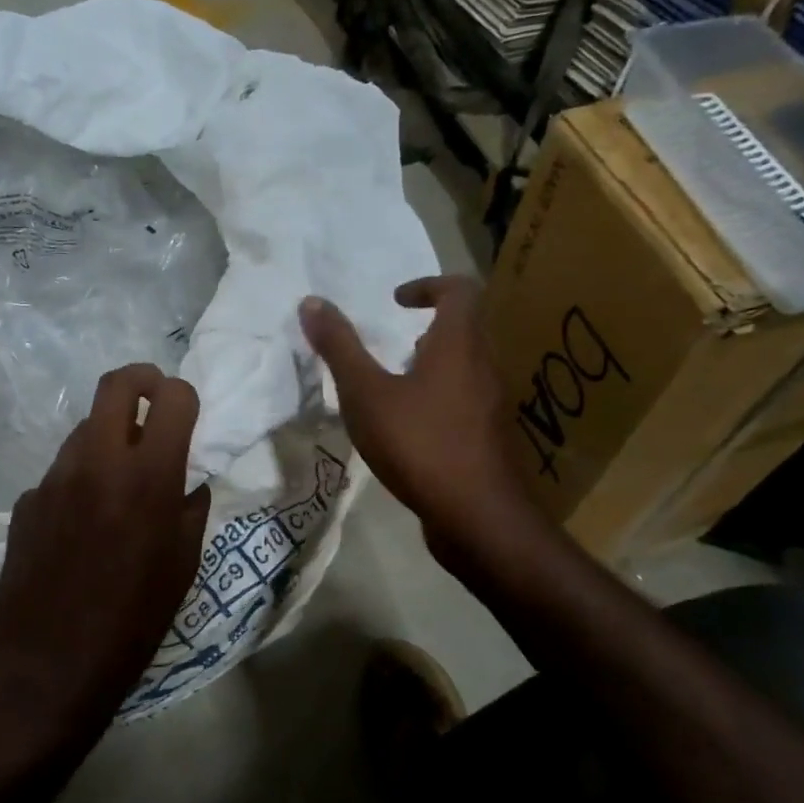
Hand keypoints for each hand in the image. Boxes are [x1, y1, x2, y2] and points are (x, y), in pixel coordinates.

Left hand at [0, 363, 211, 733]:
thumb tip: (187, 479)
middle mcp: (97, 462)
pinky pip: (61, 473)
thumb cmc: (134, 621)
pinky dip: (79, 481)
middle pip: (116, 384)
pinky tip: (80, 525)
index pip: (171, 397)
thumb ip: (190, 507)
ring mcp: (54, 478)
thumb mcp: (183, 565)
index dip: (184, 396)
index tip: (186, 413)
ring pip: (85, 429)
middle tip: (153, 404)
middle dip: (142, 381)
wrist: (51, 664)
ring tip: (117, 483)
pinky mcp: (26, 501)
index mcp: (148, 476)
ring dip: (108, 438)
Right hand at [300, 278, 542, 571]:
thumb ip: (339, 348)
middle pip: (464, 329)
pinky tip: (410, 430)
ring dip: (432, 366)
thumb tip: (311, 302)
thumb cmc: (419, 444)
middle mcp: (484, 367)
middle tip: (390, 347)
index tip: (395, 302)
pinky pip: (465, 401)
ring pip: (465, 368)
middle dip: (427, 330)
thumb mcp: (366, 394)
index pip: (459, 289)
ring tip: (394, 388)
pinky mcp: (489, 438)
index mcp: (459, 345)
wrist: (476, 516)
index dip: (427, 285)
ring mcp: (492, 405)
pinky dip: (438, 399)